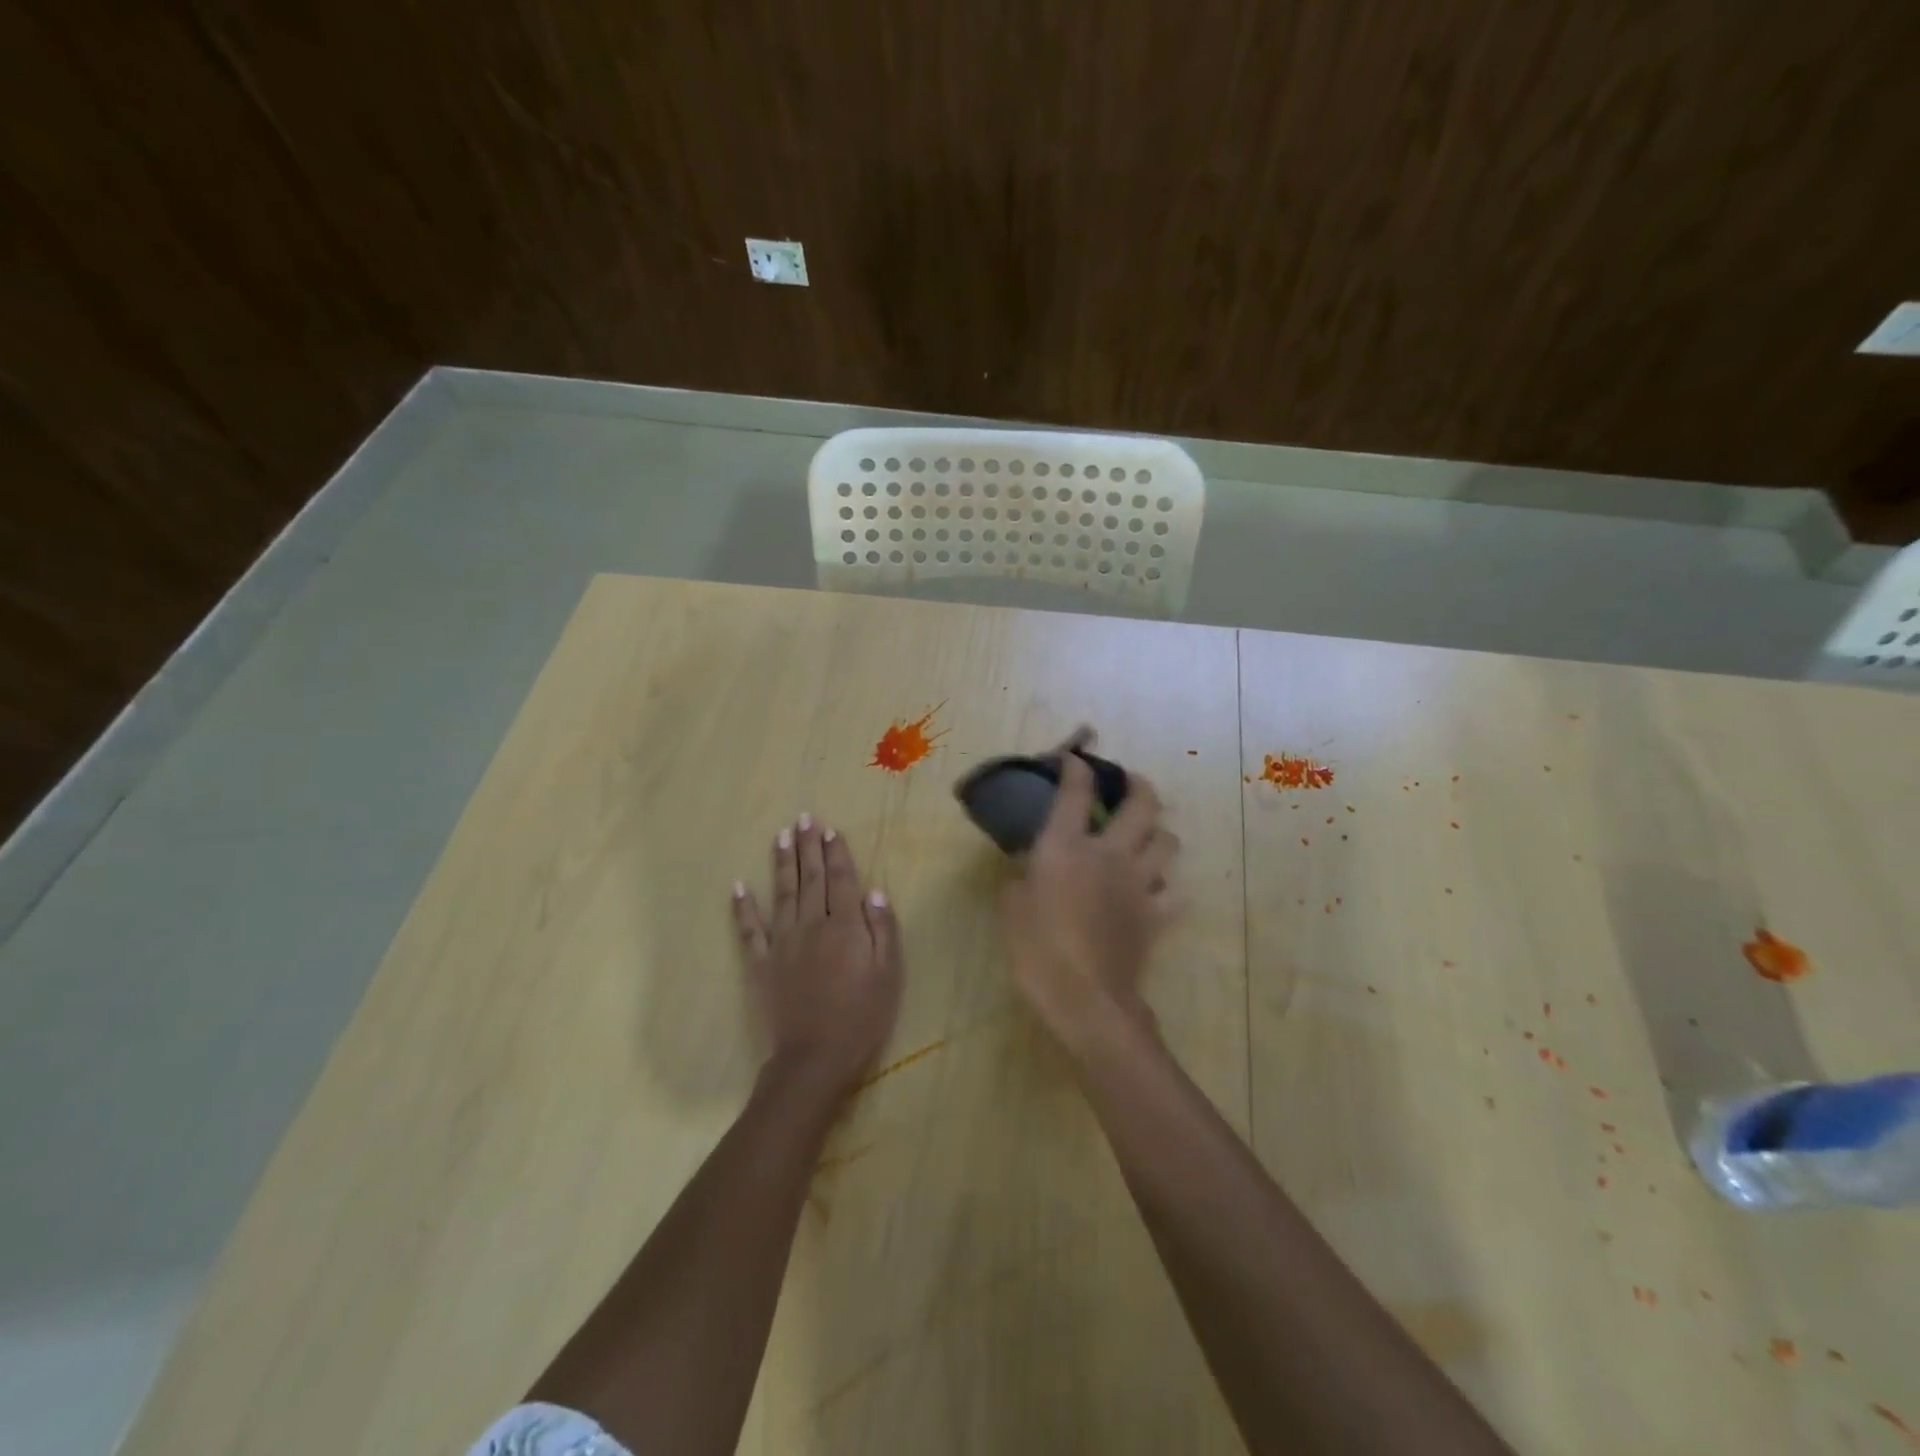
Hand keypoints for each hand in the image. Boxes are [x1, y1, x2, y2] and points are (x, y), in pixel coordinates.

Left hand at [732, 815, 903, 1095]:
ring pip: (782, 894)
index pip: (842, 880)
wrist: (814, 1059)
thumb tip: (874, 890)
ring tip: (781, 835)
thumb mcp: (888, 975)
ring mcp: (782, 943)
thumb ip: (882, 930)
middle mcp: (811, 925)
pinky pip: (750, 930)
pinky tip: (738, 886)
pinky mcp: (761, 964)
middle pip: (811, 878)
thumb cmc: (861, 1018)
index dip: (837, 853)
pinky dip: (743, 908)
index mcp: (845, 926)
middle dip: (809, 846)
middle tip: (804, 818)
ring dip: (781, 863)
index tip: (831, 829)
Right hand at [999, 745, 1178, 1053]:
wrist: (1085, 999)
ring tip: (1145, 837)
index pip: (1076, 790)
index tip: (1074, 759)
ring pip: (1168, 842)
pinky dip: (1166, 888)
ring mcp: (1139, 884)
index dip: (1077, 766)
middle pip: (1142, 803)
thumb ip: (1020, 877)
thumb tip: (1029, 866)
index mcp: (1067, 846)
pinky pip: (1173, 893)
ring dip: (1159, 833)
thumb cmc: (1036, 950)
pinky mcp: (1156, 916)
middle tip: (1128, 784)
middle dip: (1138, 784)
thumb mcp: (1011, 907)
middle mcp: (1109, 854)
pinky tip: (1153, 891)